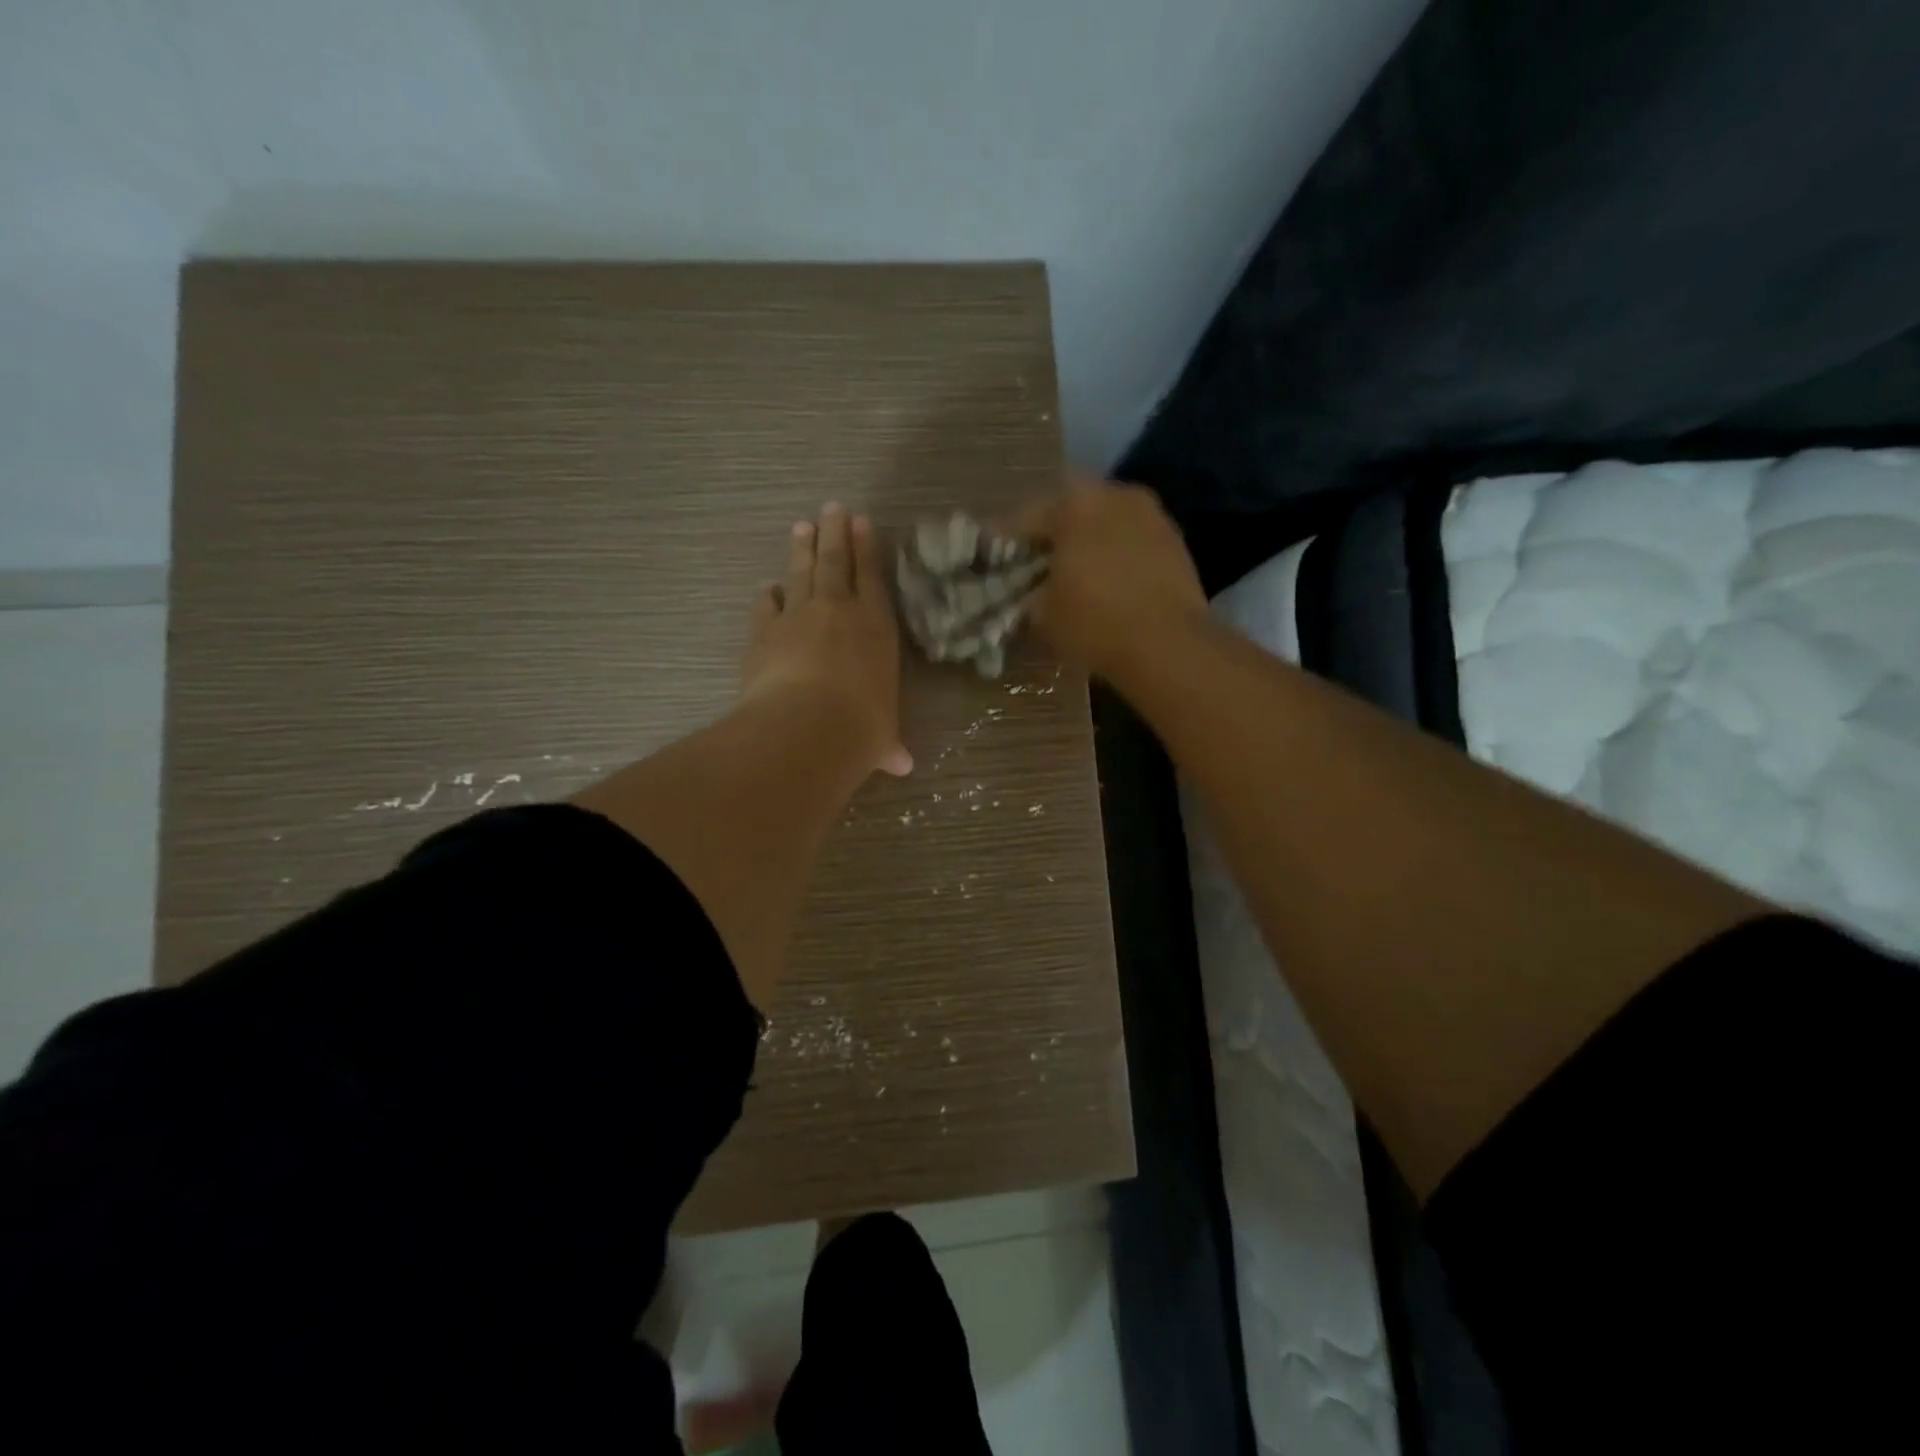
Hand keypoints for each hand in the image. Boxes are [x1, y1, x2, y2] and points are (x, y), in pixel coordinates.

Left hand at [741, 502, 912, 776]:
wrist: (807, 727)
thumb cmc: (861, 728)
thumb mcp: (880, 738)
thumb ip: (887, 744)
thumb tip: (901, 765)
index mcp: (877, 627)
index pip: (874, 578)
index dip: (869, 549)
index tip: (863, 522)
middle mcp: (839, 611)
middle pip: (836, 561)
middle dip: (836, 533)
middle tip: (833, 508)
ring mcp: (798, 616)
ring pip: (801, 572)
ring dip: (802, 548)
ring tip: (802, 525)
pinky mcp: (764, 631)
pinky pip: (767, 604)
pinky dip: (768, 594)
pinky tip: (767, 586)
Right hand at [1019, 473, 1207, 680]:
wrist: (1168, 645)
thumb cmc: (1094, 622)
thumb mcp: (1044, 613)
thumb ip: (1031, 593)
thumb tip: (1032, 593)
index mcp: (1076, 504)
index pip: (1028, 516)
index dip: (1006, 538)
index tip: (993, 553)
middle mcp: (1116, 495)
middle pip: (1073, 508)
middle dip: (1054, 532)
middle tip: (1037, 560)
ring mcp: (1152, 516)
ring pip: (1107, 521)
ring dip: (1089, 540)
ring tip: (1075, 572)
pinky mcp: (1176, 542)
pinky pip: (1133, 541)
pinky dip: (1117, 554)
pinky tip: (1109, 581)